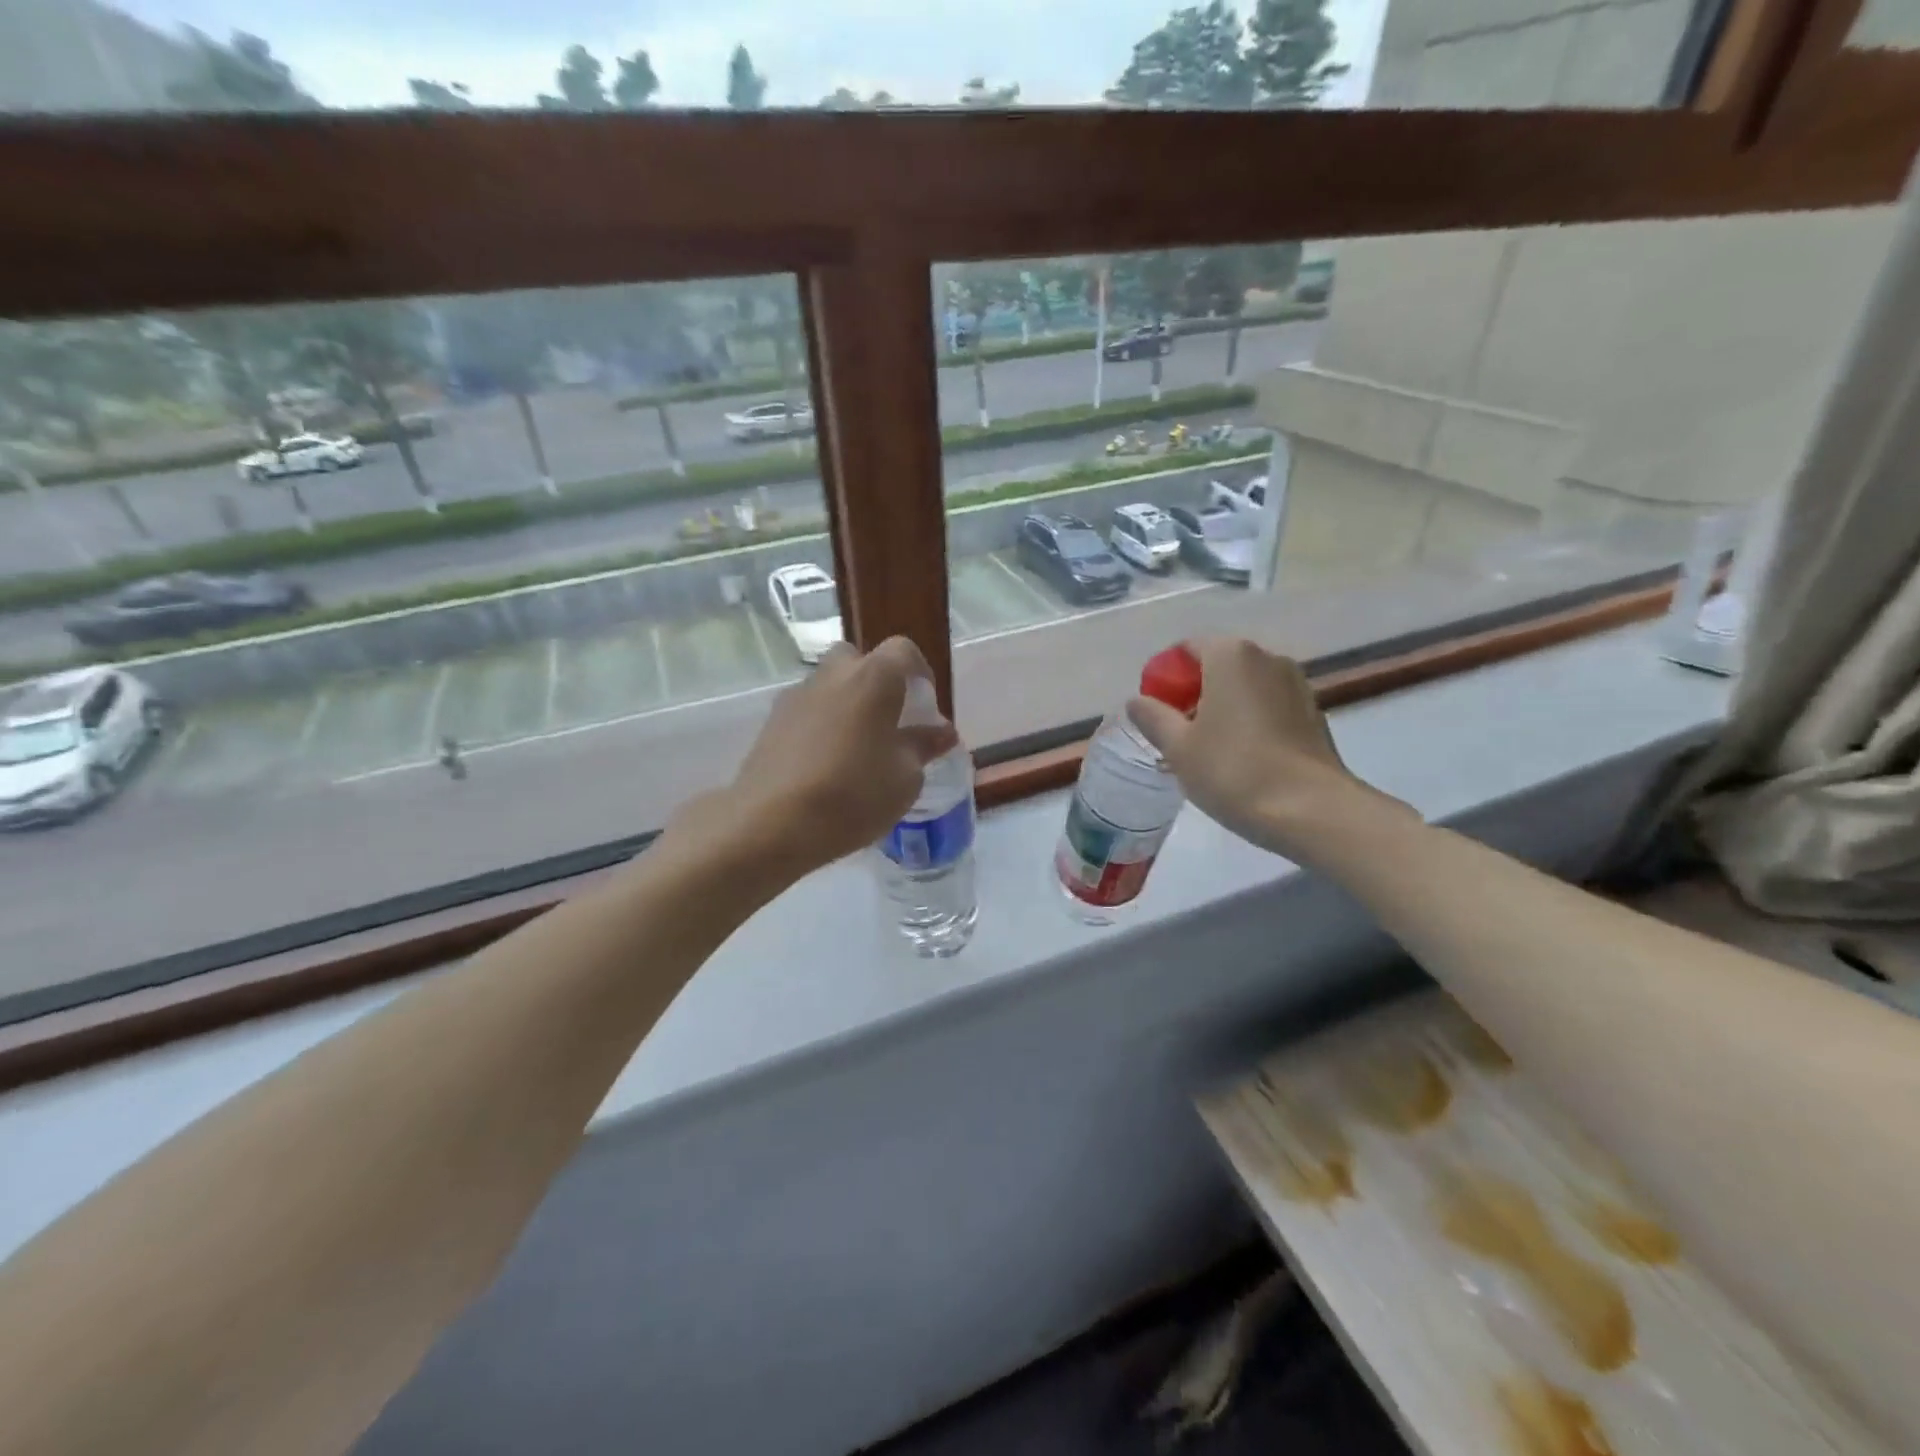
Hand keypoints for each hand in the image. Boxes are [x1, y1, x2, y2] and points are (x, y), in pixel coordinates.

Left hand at [677, 637, 958, 880]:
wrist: (770, 822)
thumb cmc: (852, 794)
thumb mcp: (904, 778)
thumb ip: (923, 747)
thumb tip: (941, 732)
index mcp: (873, 678)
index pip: (903, 651)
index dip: (919, 672)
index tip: (925, 706)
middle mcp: (833, 675)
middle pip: (858, 661)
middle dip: (876, 683)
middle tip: (889, 722)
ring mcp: (796, 696)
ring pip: (829, 686)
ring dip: (846, 704)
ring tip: (857, 749)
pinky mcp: (771, 722)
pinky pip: (807, 712)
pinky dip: (821, 726)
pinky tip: (826, 765)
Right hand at [1128, 637, 1409, 859]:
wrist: (1311, 810)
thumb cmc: (1234, 771)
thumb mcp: (1178, 747)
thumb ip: (1153, 717)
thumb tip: (1137, 701)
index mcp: (1231, 655)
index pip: (1187, 648)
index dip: (1165, 676)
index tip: (1155, 711)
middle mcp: (1267, 658)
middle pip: (1217, 666)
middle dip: (1193, 693)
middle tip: (1176, 733)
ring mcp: (1296, 684)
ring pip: (1244, 687)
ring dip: (1222, 708)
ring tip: (1207, 750)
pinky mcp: (1313, 713)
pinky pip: (1268, 706)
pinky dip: (1249, 721)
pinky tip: (1240, 758)